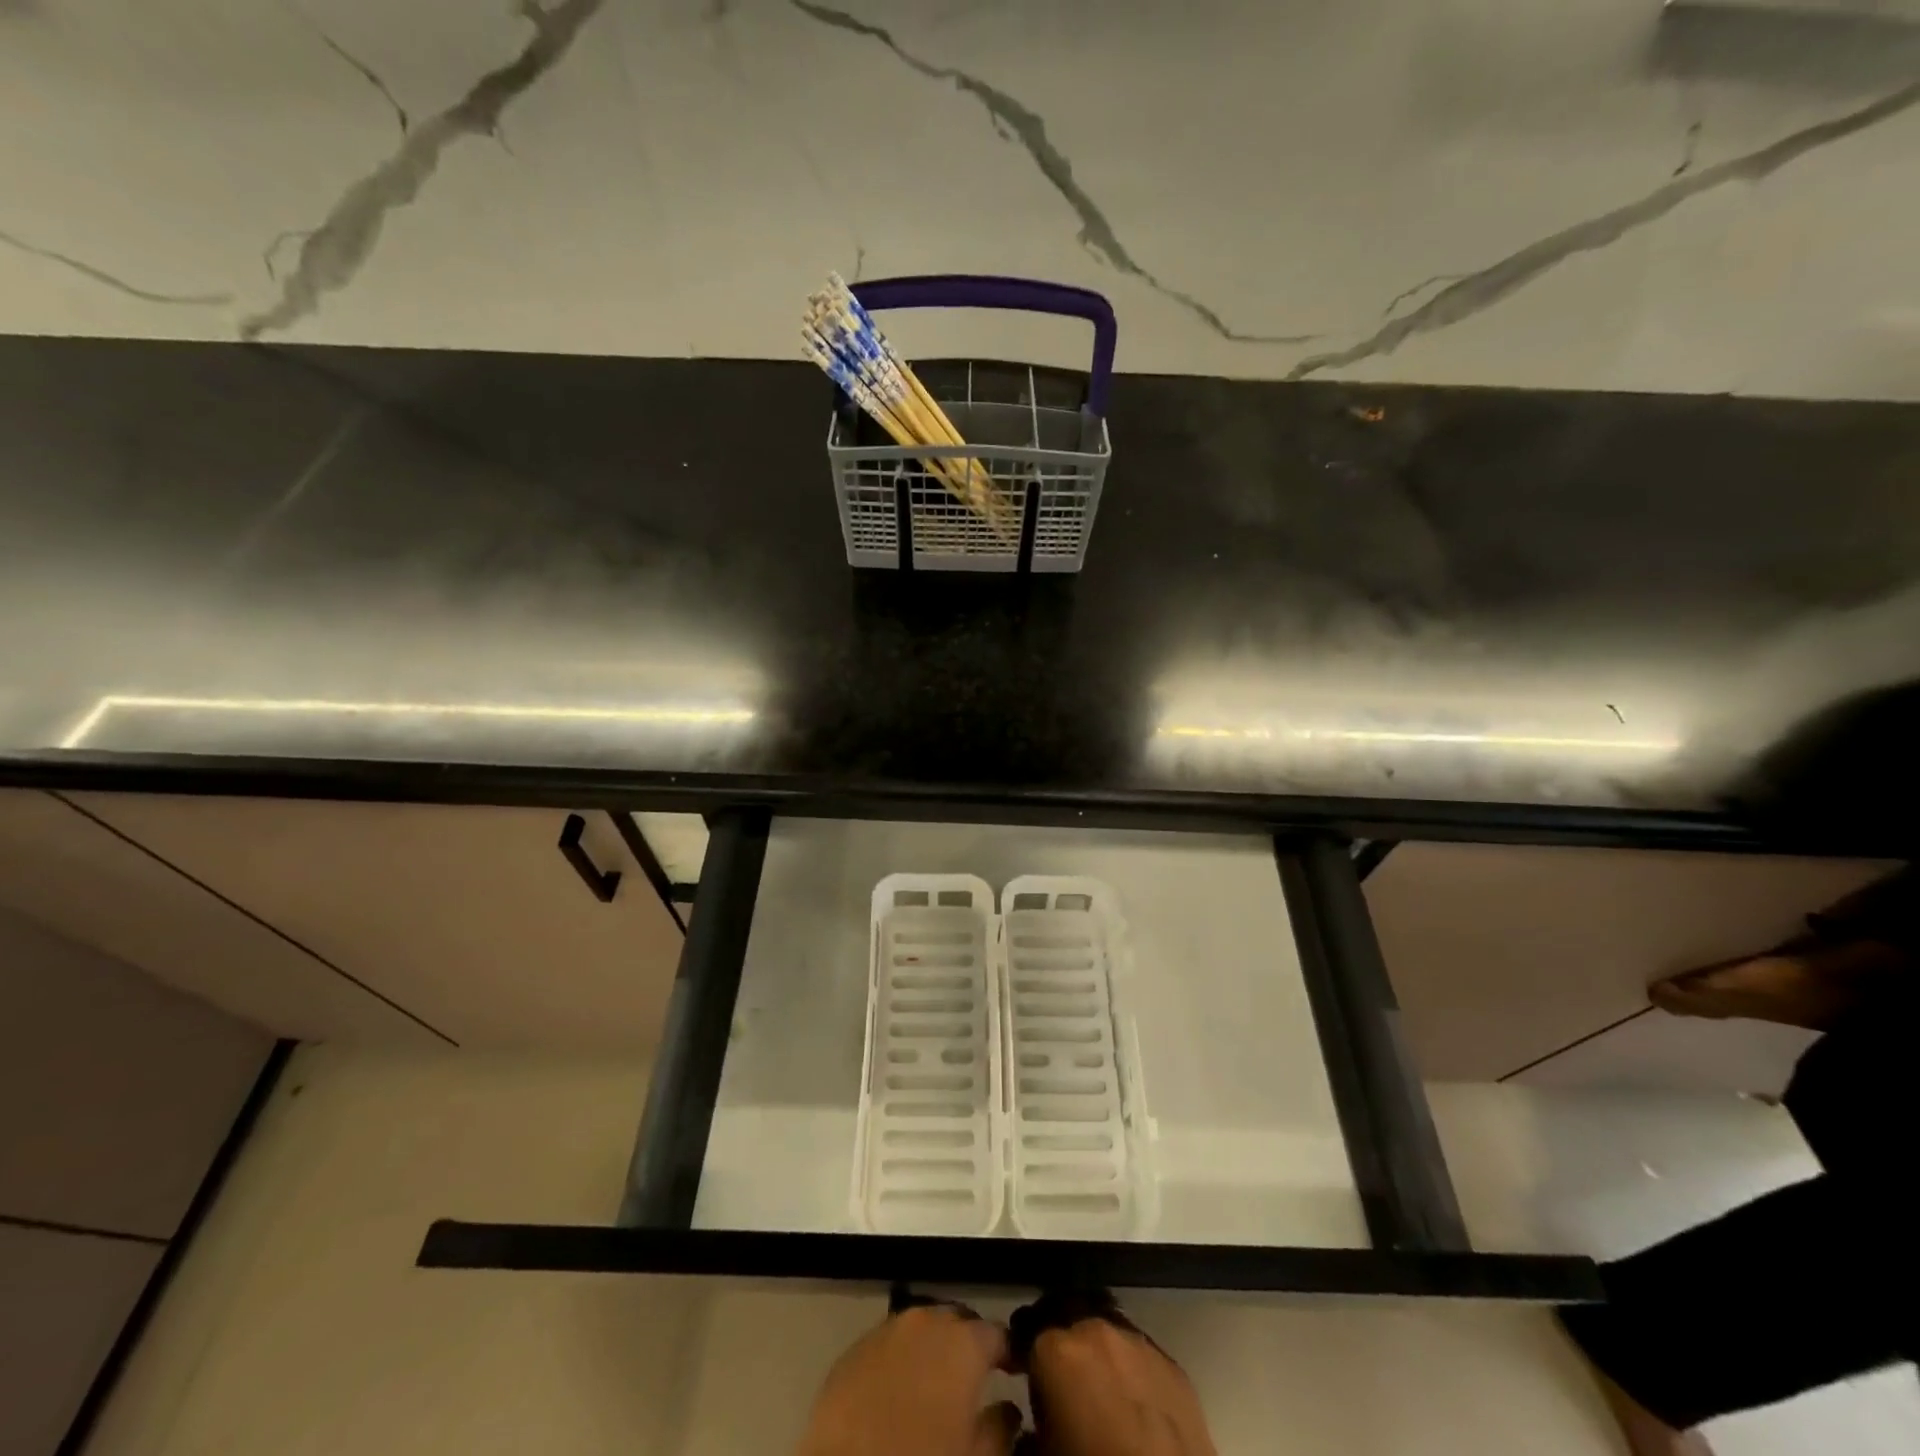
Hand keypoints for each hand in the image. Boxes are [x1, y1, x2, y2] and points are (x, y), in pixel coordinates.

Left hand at [796, 1302, 1019, 1455]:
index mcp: (963, 1342)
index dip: (1010, 1352)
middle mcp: (927, 1320)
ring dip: (934, 1348)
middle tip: (976, 1377)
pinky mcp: (856, 1347)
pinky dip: (903, 1359)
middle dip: (970, 1344)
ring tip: (938, 1382)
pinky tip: (901, 1388)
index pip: (998, 1333)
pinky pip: (891, 1343)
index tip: (1016, 1372)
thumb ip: (1000, 1429)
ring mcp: (888, 1329)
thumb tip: (1010, 1411)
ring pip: (922, 1328)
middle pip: (958, 1322)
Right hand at [1021, 1304, 1215, 1455]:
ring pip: (1106, 1335)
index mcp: (1057, 1351)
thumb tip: (1030, 1433)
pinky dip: (1129, 1372)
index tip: (1026, 1380)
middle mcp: (1095, 1331)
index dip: (1024, 1359)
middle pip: (1069, 1324)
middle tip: (1064, 1385)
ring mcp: (1137, 1343)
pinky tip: (1135, 1407)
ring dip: (1098, 1355)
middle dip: (1063, 1348)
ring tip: (1101, 1394)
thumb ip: (1029, 1438)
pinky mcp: (1171, 1364)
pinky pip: (1139, 1356)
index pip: (1028, 1337)